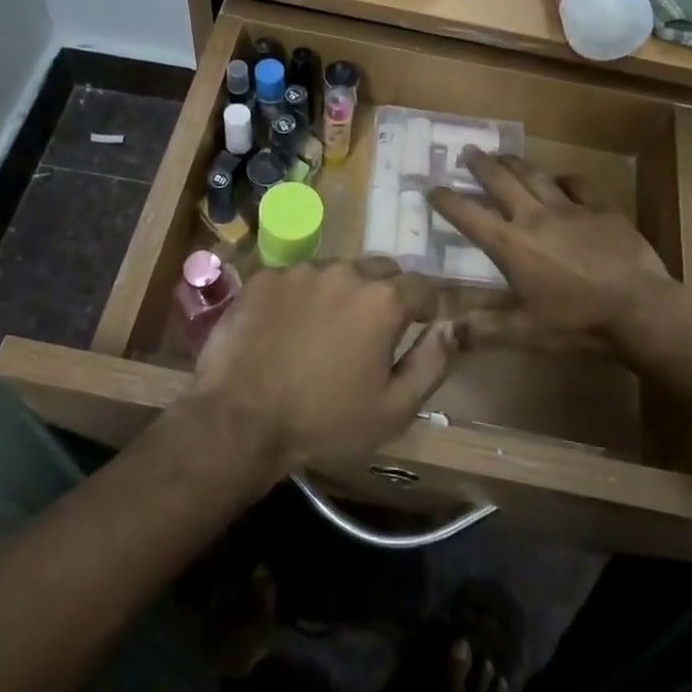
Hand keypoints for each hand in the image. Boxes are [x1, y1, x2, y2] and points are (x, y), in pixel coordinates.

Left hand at [188, 259, 454, 479]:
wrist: (240, 420)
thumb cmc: (325, 421)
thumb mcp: (394, 408)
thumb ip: (432, 362)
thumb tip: (451, 328)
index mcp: (383, 300)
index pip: (422, 286)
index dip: (426, 306)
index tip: (420, 325)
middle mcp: (345, 271)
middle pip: (379, 271)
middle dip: (385, 294)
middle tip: (371, 331)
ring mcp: (300, 270)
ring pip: (336, 272)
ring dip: (341, 293)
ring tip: (324, 331)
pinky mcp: (264, 277)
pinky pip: (295, 278)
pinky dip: (300, 296)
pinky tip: (286, 328)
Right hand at [428, 151, 678, 357]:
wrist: (640, 310)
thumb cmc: (577, 323)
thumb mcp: (525, 333)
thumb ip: (483, 331)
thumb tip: (444, 335)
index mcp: (511, 245)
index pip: (469, 216)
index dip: (447, 201)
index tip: (433, 188)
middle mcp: (534, 217)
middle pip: (501, 181)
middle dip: (480, 165)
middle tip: (468, 150)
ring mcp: (570, 208)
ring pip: (535, 176)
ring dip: (515, 162)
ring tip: (503, 154)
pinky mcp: (601, 208)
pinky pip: (577, 184)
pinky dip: (564, 179)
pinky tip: (560, 178)